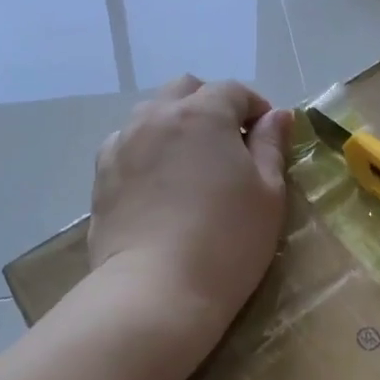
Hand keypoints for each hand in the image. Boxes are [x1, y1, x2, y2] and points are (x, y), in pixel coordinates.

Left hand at [89, 76, 290, 341]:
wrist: (157, 289)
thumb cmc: (227, 240)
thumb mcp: (268, 192)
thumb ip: (271, 145)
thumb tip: (276, 115)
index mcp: (203, 113)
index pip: (232, 90)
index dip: (255, 107)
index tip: (267, 135)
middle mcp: (157, 116)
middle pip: (186, 90)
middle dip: (211, 105)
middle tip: (229, 143)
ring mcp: (123, 143)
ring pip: (152, 113)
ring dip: (176, 123)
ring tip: (191, 161)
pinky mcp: (102, 174)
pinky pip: (126, 143)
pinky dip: (146, 147)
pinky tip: (157, 180)